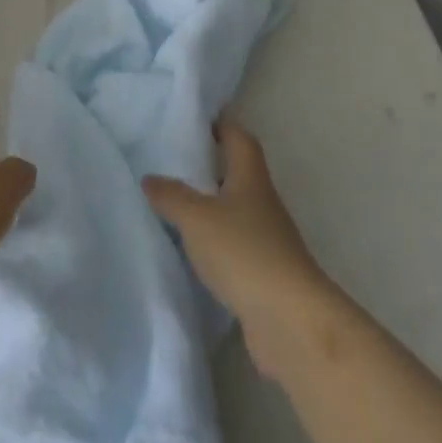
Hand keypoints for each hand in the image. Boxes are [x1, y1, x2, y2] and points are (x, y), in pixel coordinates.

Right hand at [144, 117, 328, 374]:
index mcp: (251, 179)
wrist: (291, 323)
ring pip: (234, 210)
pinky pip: (233, 246)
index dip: (221, 124)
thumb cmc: (245, 253)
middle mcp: (262, 203)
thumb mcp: (197, 218)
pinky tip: (190, 249)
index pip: (239, 138)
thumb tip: (149, 178)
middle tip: (173, 158)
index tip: (194, 118)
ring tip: (173, 202)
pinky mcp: (263, 275)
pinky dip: (213, 242)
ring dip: (209, 205)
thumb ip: (171, 195)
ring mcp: (266, 241)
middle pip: (237, 173)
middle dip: (209, 164)